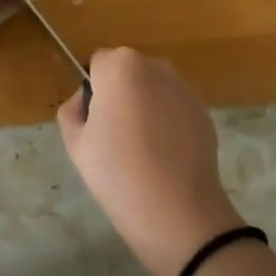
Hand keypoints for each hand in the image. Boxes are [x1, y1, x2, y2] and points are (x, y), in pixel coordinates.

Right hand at [57, 48, 243, 275]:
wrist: (176, 210)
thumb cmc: (117, 171)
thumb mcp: (75, 143)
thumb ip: (72, 111)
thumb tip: (86, 103)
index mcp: (120, 66)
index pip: (96, 65)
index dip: (91, 93)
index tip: (93, 124)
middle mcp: (155, 66)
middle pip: (126, 73)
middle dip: (119, 95)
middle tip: (114, 138)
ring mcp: (183, 88)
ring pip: (152, 89)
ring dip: (144, 106)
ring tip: (142, 150)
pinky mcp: (203, 111)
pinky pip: (174, 108)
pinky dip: (167, 122)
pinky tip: (164, 157)